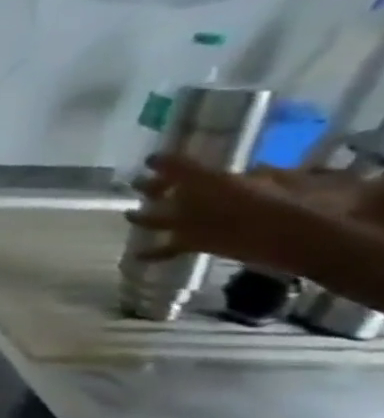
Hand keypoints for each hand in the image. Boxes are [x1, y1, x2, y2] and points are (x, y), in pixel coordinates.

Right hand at [128, 154, 339, 273]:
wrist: (288, 236)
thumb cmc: (261, 201)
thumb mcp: (224, 178)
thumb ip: (197, 169)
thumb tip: (184, 162)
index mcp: (209, 180)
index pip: (180, 167)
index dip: (164, 164)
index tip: (148, 162)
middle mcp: (200, 200)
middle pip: (171, 192)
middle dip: (153, 188)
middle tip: (135, 187)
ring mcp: (195, 223)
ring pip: (161, 218)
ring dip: (146, 219)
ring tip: (129, 217)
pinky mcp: (194, 244)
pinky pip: (168, 248)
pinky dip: (153, 252)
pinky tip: (136, 255)